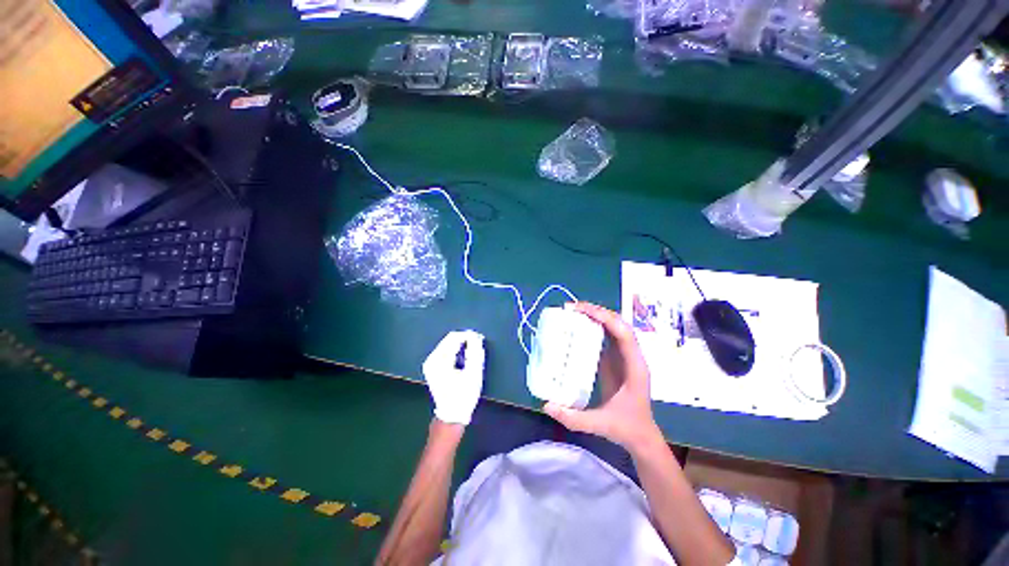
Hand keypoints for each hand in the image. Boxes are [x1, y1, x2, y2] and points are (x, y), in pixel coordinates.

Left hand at [422, 331, 485, 424]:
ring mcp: (430, 363)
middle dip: (464, 339)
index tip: (479, 338)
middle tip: (477, 344)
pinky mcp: (432, 366)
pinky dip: (455, 351)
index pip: (454, 337)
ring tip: (471, 353)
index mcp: (440, 361)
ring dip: (460, 345)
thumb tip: (475, 337)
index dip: (468, 335)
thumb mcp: (474, 373)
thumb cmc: (464, 395)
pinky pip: (445, 351)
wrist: (452, 414)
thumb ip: (475, 352)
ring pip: (447, 344)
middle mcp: (432, 359)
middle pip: (449, 339)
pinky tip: (463, 359)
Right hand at [544, 303, 661, 451]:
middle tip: (571, 308)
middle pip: (619, 324)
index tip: (580, 311)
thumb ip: (573, 417)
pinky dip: (595, 325)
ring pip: (614, 326)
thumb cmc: (626, 429)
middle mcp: (632, 357)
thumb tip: (546, 405)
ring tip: (574, 311)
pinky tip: (579, 326)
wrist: (643, 437)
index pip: (623, 333)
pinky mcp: (617, 359)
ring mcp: (626, 356)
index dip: (604, 317)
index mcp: (634, 367)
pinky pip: (608, 336)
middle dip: (596, 311)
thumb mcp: (600, 424)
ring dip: (596, 315)